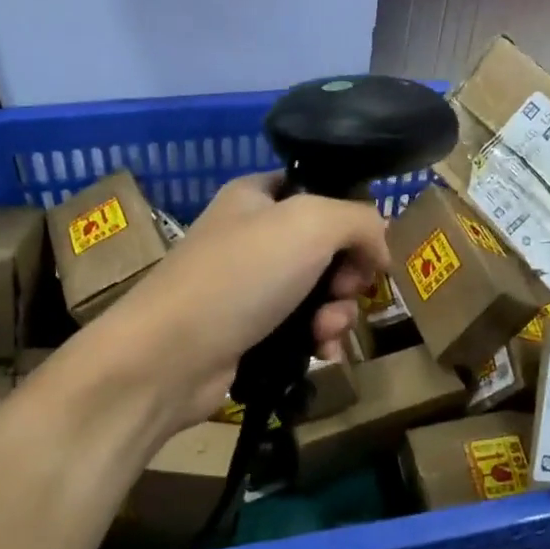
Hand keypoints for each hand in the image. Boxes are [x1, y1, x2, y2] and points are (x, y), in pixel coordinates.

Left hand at [72, 174, 389, 434]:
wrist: (169, 357)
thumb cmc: (241, 275)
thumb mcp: (312, 224)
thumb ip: (360, 220)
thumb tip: (380, 248)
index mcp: (258, 195)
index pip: (322, 191)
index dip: (353, 218)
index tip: (367, 250)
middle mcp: (253, 235)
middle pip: (329, 247)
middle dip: (349, 276)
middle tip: (344, 293)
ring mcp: (250, 286)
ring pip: (320, 292)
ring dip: (337, 313)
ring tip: (326, 332)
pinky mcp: (249, 332)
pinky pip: (302, 329)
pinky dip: (319, 339)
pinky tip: (322, 353)